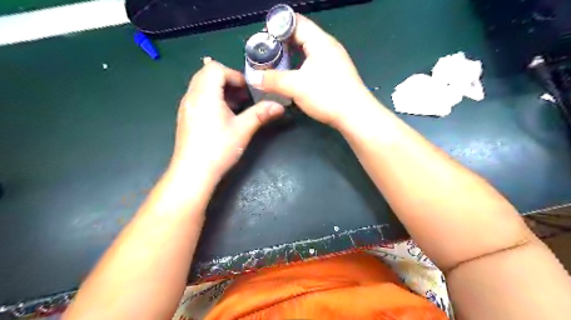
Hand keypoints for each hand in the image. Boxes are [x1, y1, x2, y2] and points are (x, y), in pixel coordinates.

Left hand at [169, 58, 284, 181]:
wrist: (193, 173)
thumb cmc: (218, 149)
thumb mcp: (243, 130)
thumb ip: (261, 114)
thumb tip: (280, 106)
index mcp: (204, 94)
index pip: (216, 68)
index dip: (234, 75)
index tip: (247, 92)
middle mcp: (191, 96)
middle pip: (207, 74)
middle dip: (228, 81)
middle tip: (243, 97)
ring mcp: (186, 107)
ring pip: (202, 86)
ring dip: (220, 90)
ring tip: (235, 107)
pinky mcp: (185, 117)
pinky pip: (198, 98)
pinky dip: (212, 99)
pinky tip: (223, 117)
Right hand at [249, 13, 374, 126]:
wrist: (355, 115)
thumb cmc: (327, 95)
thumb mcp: (295, 87)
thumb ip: (272, 80)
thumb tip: (253, 77)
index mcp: (320, 41)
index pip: (295, 22)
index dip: (277, 27)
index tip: (263, 39)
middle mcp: (328, 46)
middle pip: (302, 35)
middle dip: (282, 42)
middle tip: (267, 54)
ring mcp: (334, 60)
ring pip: (308, 50)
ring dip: (292, 55)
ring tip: (277, 65)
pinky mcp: (336, 73)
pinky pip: (314, 62)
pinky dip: (301, 65)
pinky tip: (294, 76)